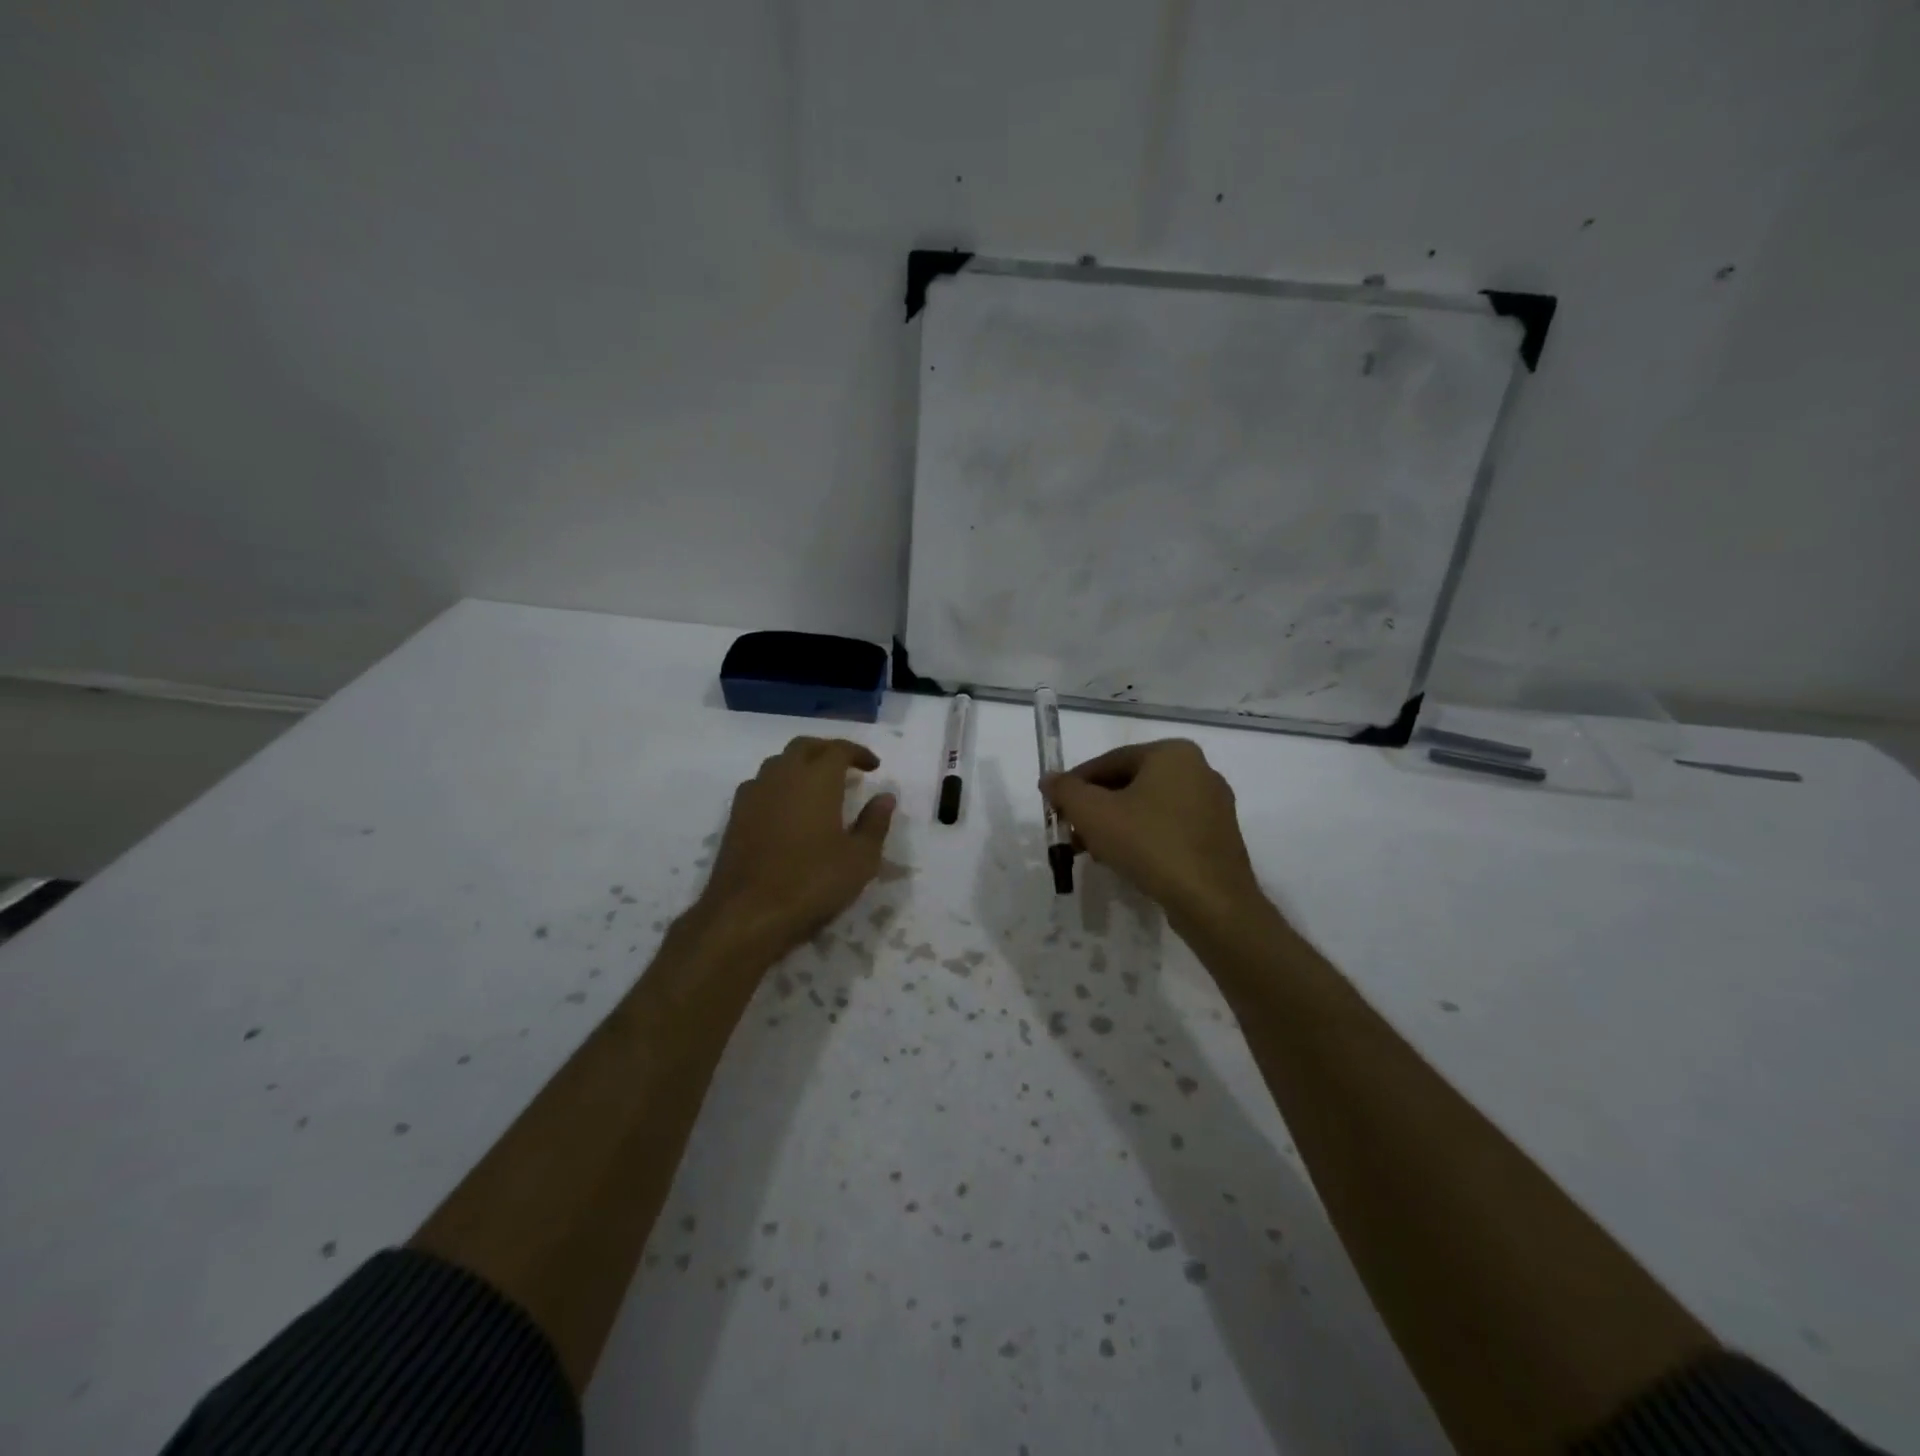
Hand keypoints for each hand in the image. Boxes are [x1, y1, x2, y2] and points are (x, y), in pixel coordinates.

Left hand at [696, 736, 896, 953]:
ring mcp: (754, 795)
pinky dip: (779, 785)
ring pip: (778, 763)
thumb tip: (885, 797)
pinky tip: (787, 808)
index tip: (874, 766)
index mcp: (816, 779)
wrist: (747, 913)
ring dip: (800, 765)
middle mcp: (782, 776)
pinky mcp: (735, 816)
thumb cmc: (812, 882)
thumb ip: (875, 823)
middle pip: (804, 747)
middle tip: (846, 767)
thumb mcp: (860, 858)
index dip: (858, 753)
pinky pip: (760, 785)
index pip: (838, 749)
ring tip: (817, 785)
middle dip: (827, 750)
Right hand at [1042, 740, 1262, 928]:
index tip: (1056, 807)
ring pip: (1149, 808)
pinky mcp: (1218, 837)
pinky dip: (1143, 838)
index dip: (1076, 784)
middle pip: (1130, 784)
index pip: (1110, 761)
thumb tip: (1049, 780)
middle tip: (1072, 832)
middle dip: (1096, 808)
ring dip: (1116, 826)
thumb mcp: (1093, 814)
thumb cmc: (1149, 844)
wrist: (1211, 901)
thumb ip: (1066, 791)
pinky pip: (1170, 828)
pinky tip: (1124, 861)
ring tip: (1092, 852)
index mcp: (1172, 753)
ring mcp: (1213, 805)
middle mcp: (1199, 770)